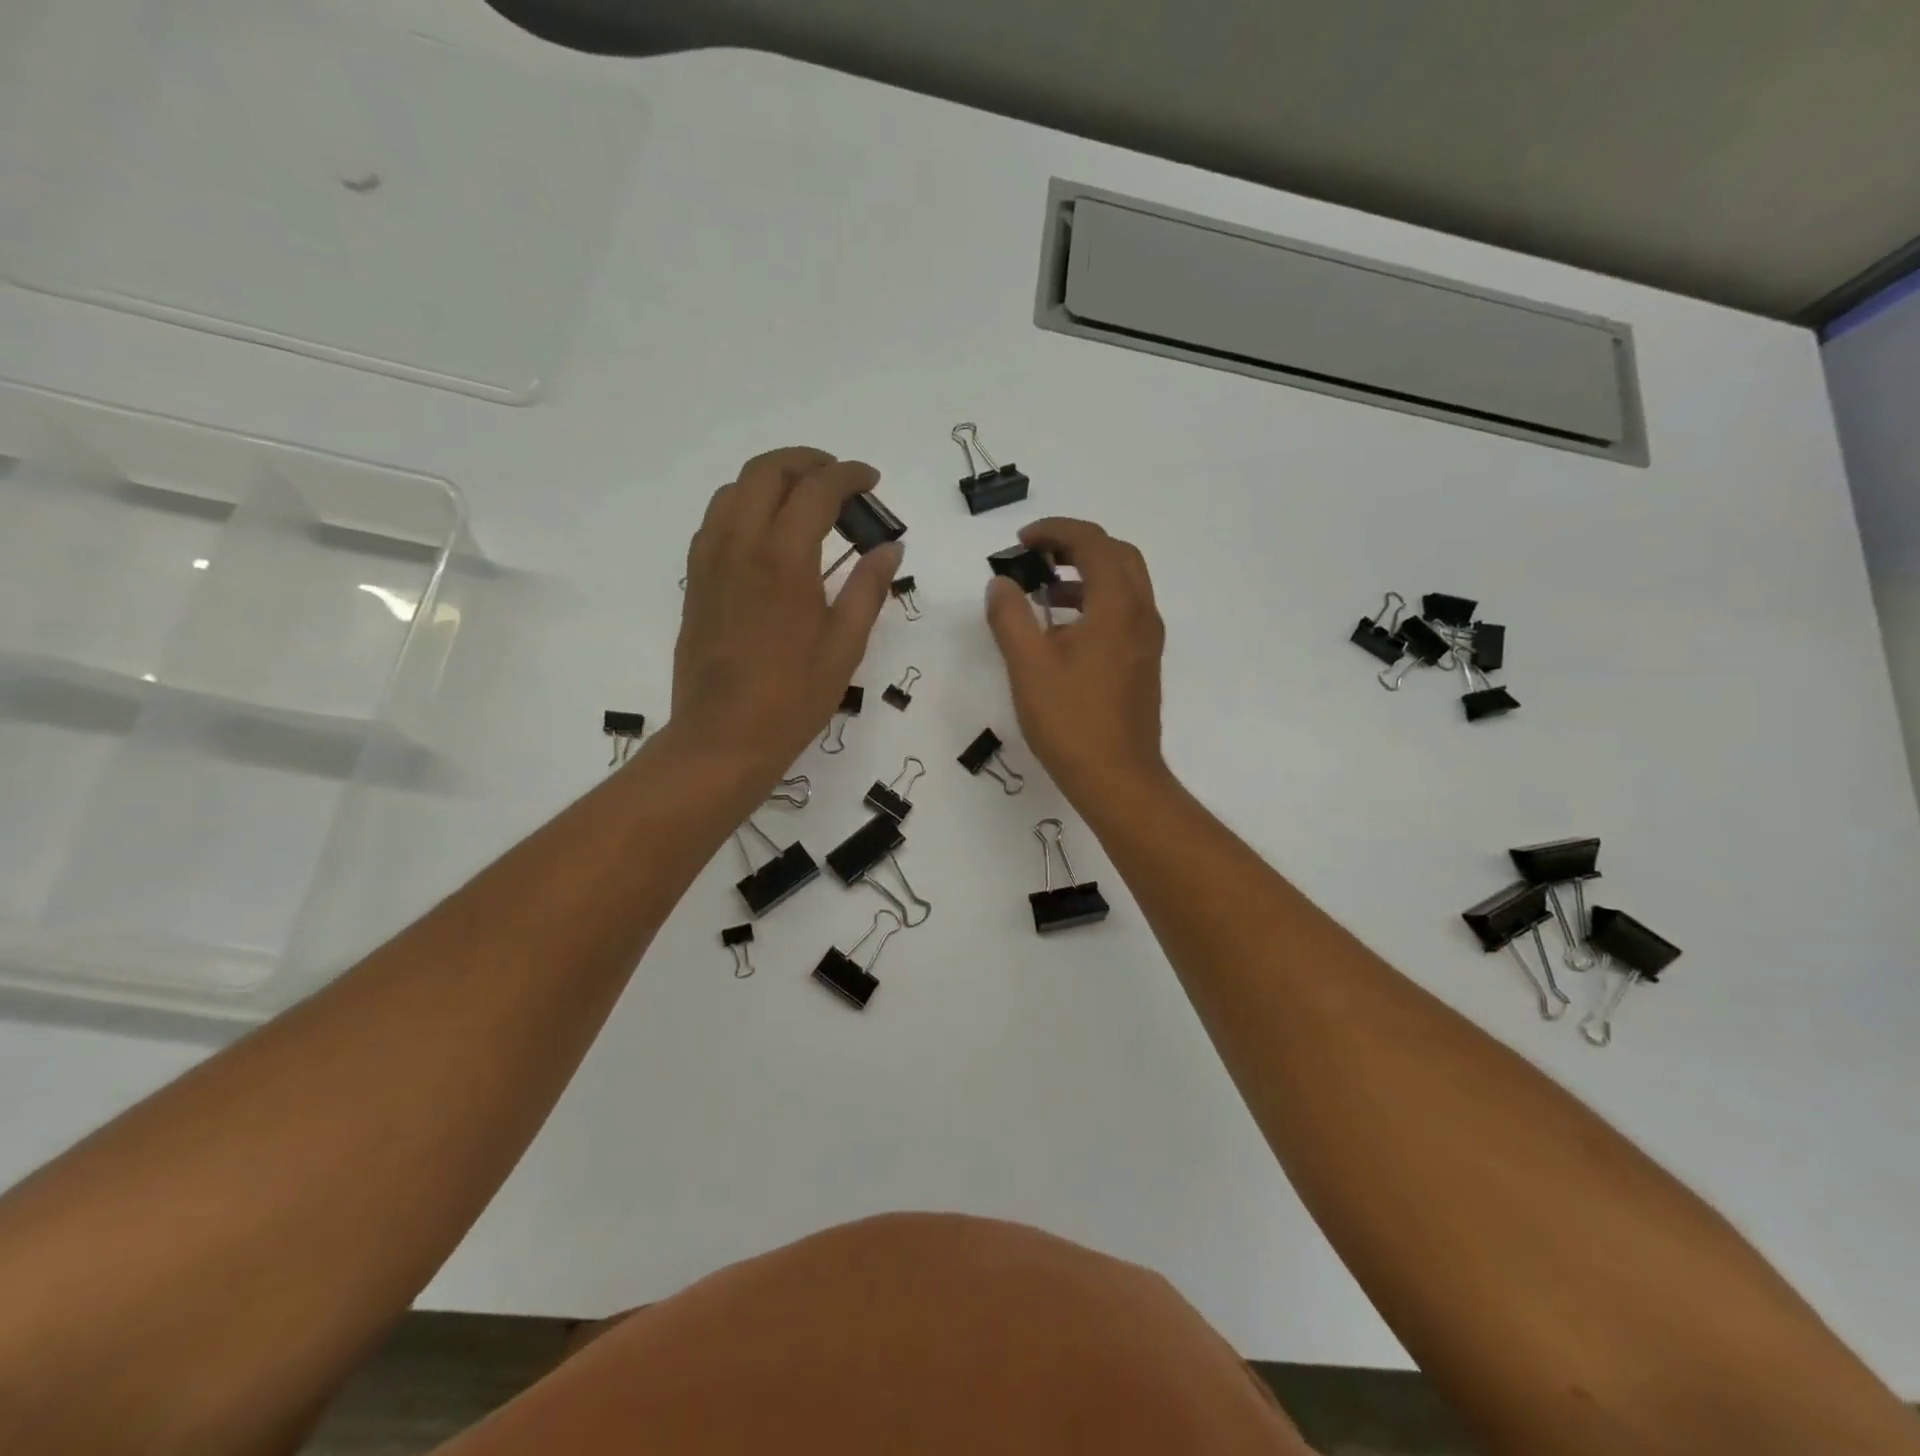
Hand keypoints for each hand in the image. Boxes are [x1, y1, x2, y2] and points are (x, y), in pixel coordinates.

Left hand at [671, 447, 899, 780]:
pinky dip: (746, 507)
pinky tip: (768, 535)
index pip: (817, 490)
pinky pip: (716, 520)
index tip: (871, 481)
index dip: (849, 476)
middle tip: (839, 479)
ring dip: (772, 480)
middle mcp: (741, 545)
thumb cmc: (793, 697)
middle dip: (807, 462)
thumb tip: (891, 546)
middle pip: (766, 471)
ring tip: (805, 502)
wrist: (723, 737)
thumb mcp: (845, 645)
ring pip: (735, 489)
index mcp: (784, 559)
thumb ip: (868, 588)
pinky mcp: (695, 580)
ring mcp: (710, 560)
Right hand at [985, 518, 1167, 803]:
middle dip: (1076, 546)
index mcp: (1117, 605)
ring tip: (1042, 593)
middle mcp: (1140, 613)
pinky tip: (1061, 631)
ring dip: (1085, 575)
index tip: (1020, 542)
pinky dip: (1094, 602)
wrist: (1118, 778)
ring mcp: (1146, 640)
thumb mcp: (1028, 665)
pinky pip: (1123, 612)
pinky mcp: (1143, 662)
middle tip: (1036, 556)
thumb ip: (1010, 617)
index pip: (1092, 543)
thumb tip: (1001, 584)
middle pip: (1116, 555)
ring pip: (1123, 584)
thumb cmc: (1071, 721)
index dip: (1055, 531)